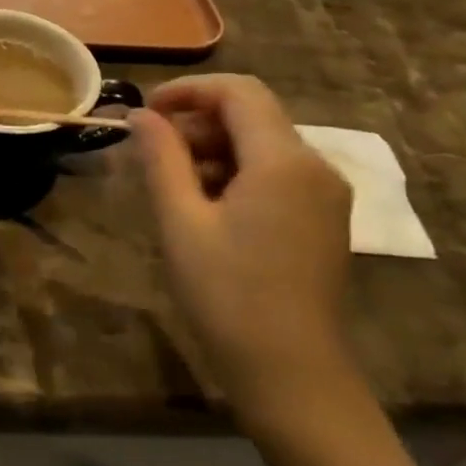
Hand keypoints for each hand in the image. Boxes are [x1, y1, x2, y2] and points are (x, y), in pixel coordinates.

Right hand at [130, 75, 358, 424]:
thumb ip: (161, 158)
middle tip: (150, 155)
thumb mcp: (181, 221)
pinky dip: (236, 174)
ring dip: (213, 151)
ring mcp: (325, 194)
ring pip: (262, 145)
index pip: (238, 91)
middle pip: (252, 116)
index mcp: (284, 161)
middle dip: (196, 123)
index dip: (187, 91)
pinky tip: (206, 209)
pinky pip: (276, 174)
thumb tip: (140, 115)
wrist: (291, 373)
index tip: (145, 114)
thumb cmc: (227, 295)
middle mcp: (315, 166)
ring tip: (172, 187)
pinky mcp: (323, 219)